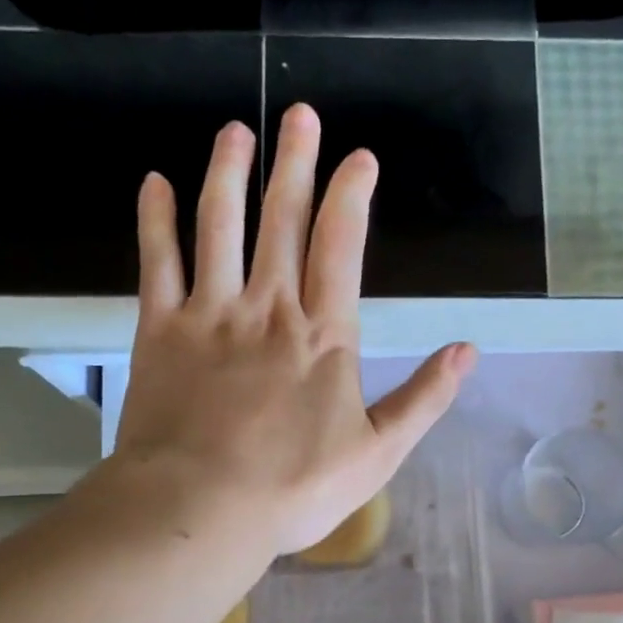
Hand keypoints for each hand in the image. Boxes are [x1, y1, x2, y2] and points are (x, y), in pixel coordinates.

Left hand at [114, 104, 476, 555]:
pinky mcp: (161, 331)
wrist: (201, 507)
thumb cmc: (294, 488)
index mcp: (323, 335)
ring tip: (235, 133)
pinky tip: (156, 183)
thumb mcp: (377, 454)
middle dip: (295, 163)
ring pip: (220, 226)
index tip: (359, 158)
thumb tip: (467, 352)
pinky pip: (157, 262)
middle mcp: (268, 308)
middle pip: (283, 220)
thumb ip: (424, 399)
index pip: (342, 246)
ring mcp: (210, 314)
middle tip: (300, 114)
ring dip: (228, 174)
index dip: (351, 195)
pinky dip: (156, 220)